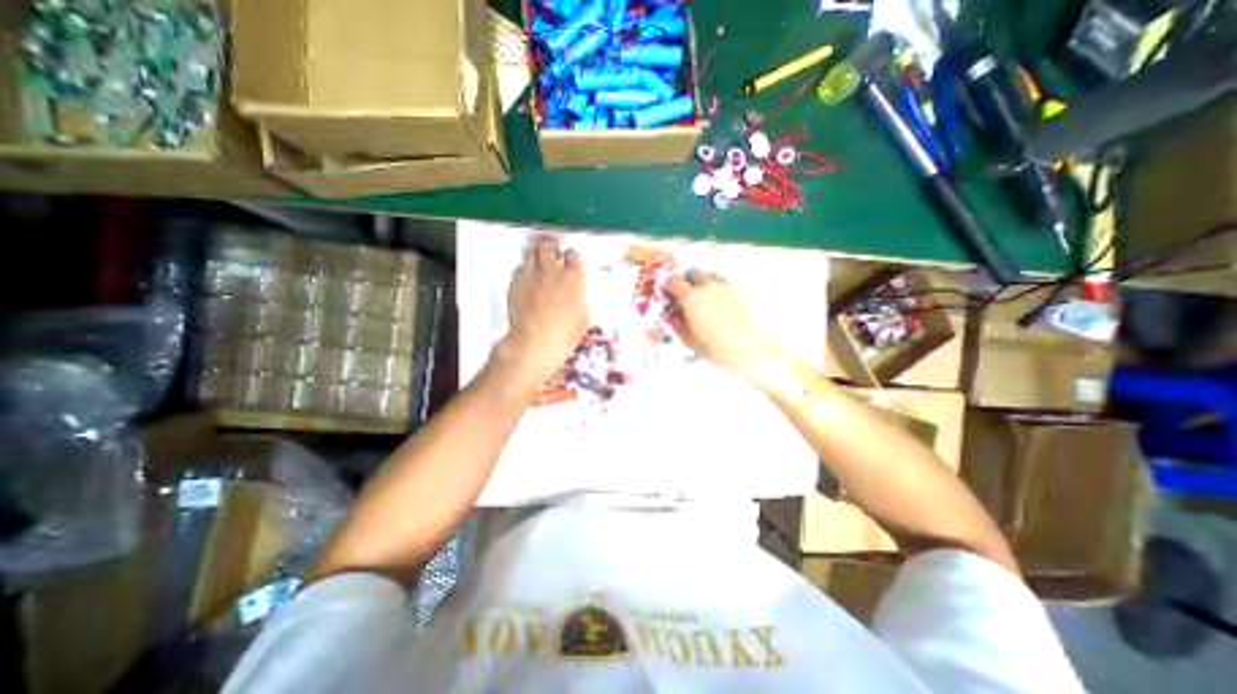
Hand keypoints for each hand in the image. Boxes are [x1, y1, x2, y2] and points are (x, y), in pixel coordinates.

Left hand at [494, 236, 588, 389]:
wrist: (535, 341)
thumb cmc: (563, 334)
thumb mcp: (582, 318)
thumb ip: (579, 300)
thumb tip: (577, 297)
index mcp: (574, 278)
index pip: (573, 255)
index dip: (571, 256)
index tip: (570, 259)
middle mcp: (552, 271)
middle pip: (549, 246)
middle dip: (550, 247)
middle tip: (551, 251)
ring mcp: (532, 275)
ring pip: (530, 252)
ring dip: (535, 254)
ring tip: (536, 259)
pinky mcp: (515, 283)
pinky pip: (518, 268)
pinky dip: (522, 270)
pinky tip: (525, 278)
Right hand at [668, 270, 781, 379]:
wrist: (748, 348)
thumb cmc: (717, 346)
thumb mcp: (689, 339)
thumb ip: (678, 324)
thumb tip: (673, 316)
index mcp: (691, 297)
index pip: (674, 281)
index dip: (670, 286)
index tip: (669, 292)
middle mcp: (707, 287)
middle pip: (693, 272)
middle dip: (687, 280)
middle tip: (686, 293)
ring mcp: (725, 286)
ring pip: (709, 275)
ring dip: (703, 281)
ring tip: (704, 297)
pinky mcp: (739, 291)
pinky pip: (724, 282)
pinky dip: (718, 287)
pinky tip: (720, 302)